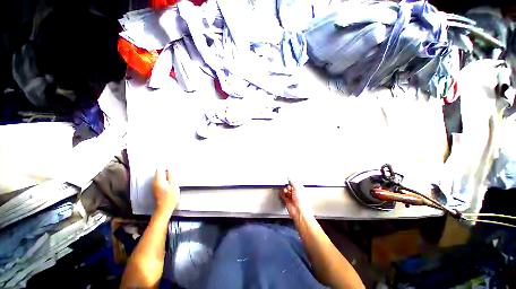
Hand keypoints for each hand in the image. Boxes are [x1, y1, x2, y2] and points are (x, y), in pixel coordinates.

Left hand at [152, 169, 179, 215]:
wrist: (164, 209)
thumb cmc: (170, 198)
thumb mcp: (174, 186)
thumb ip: (172, 177)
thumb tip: (170, 170)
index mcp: (158, 181)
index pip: (159, 170)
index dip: (165, 169)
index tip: (171, 169)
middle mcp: (154, 183)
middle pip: (159, 174)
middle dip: (166, 173)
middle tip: (173, 176)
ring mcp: (154, 187)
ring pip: (160, 178)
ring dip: (166, 178)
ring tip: (172, 181)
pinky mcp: (156, 190)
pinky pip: (161, 182)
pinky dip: (165, 182)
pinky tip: (170, 185)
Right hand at [280, 180, 310, 219]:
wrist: (299, 212)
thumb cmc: (301, 202)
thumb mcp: (297, 189)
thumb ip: (293, 182)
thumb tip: (290, 177)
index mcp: (300, 190)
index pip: (295, 184)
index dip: (291, 182)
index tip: (288, 180)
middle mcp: (296, 194)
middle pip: (290, 187)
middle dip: (287, 186)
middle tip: (287, 186)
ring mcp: (292, 198)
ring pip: (286, 191)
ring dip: (284, 190)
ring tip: (284, 190)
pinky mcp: (287, 202)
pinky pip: (283, 196)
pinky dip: (281, 194)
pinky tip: (281, 193)